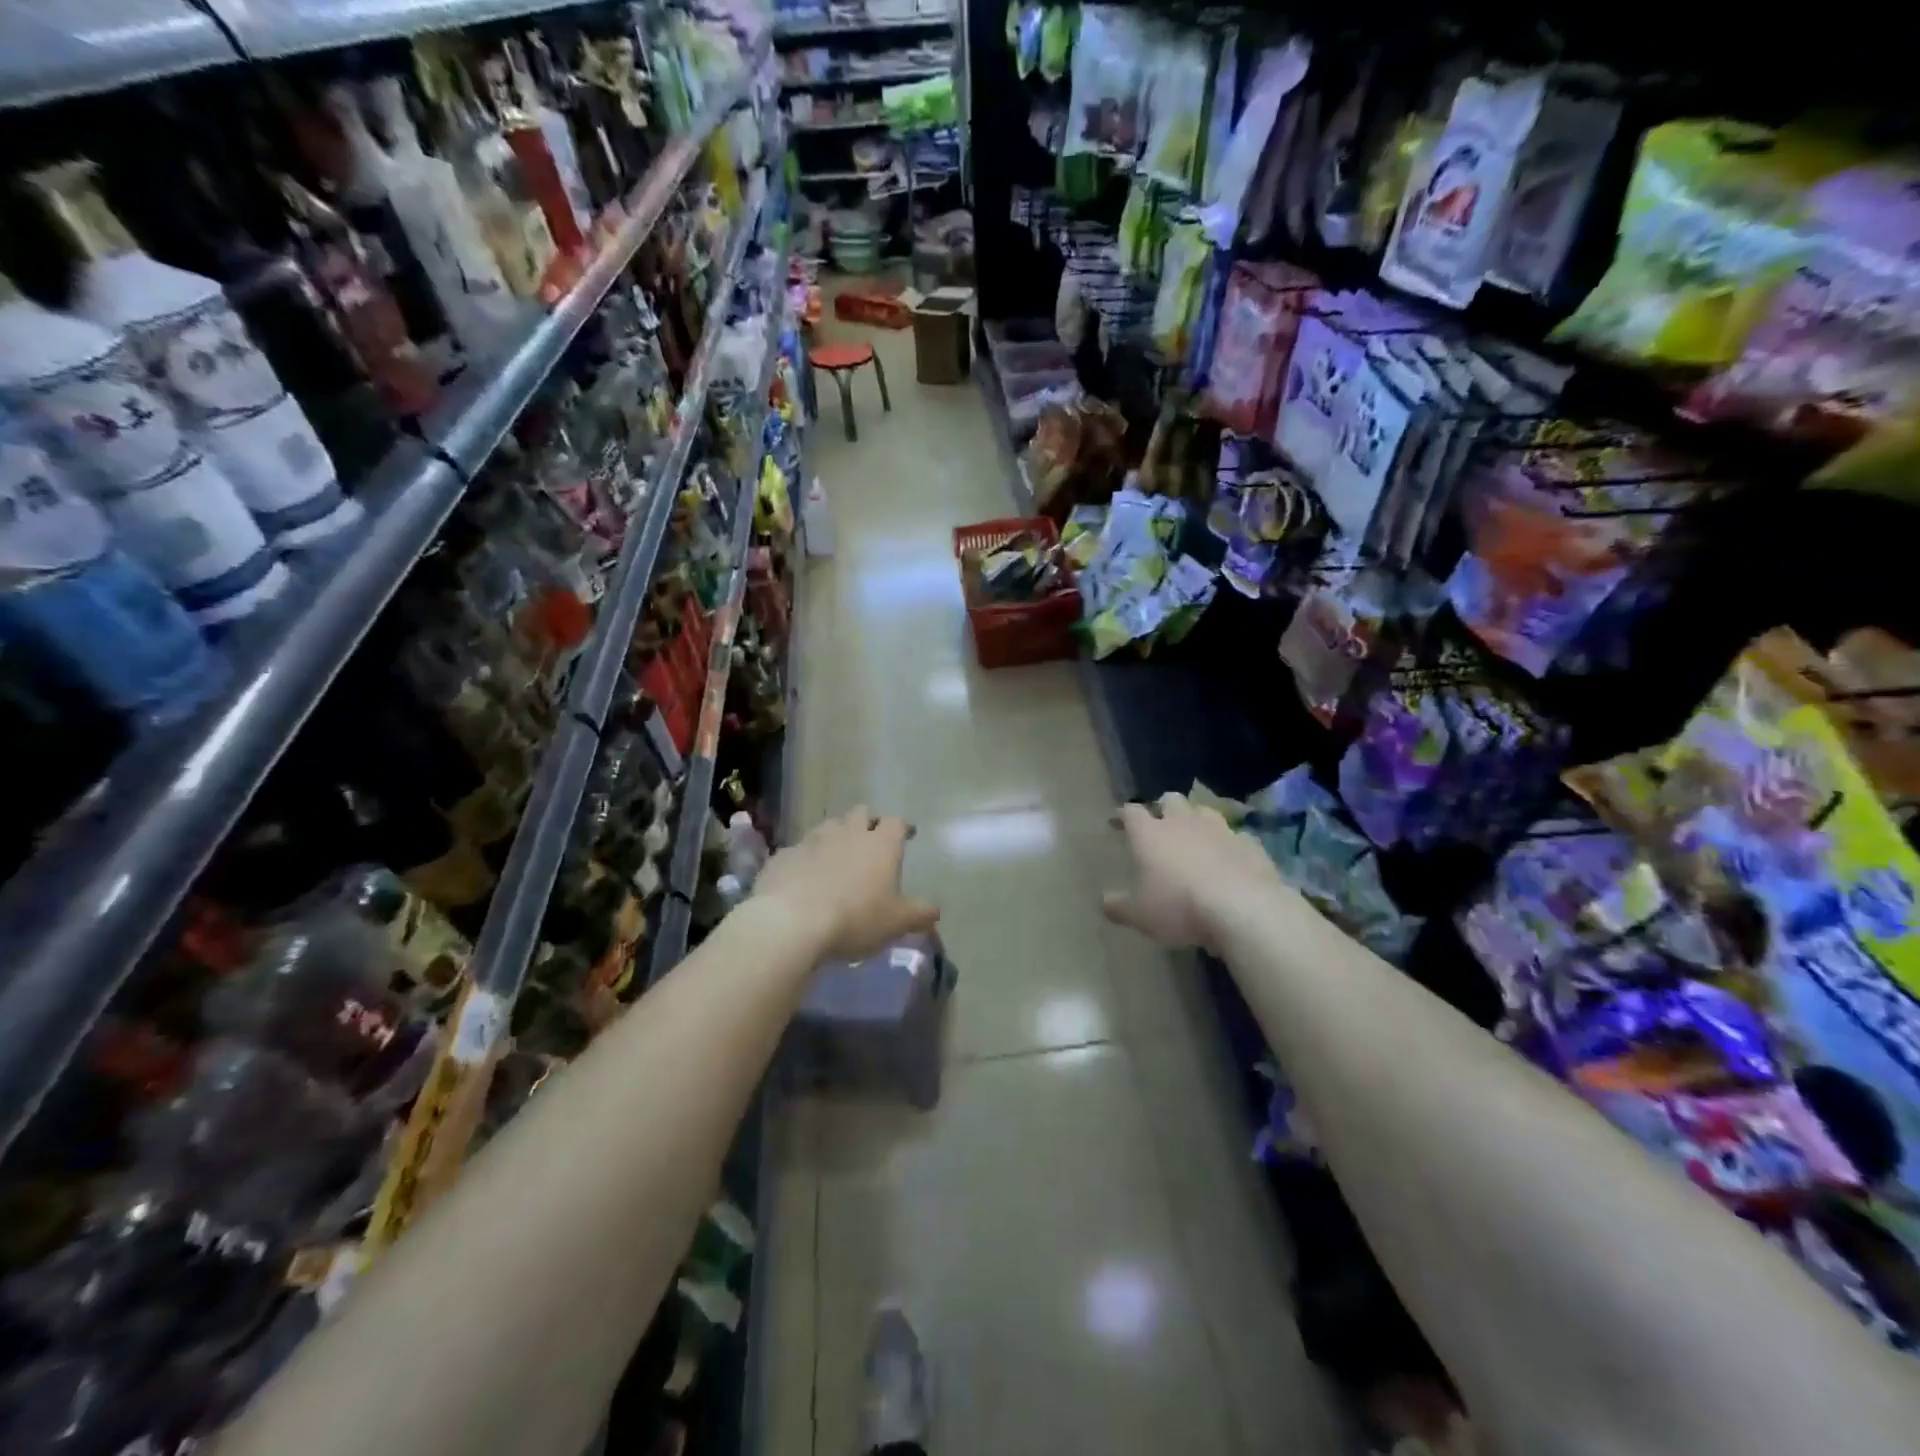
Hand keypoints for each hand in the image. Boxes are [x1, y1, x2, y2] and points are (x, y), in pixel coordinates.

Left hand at [752, 805, 938, 959]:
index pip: (896, 823)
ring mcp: (812, 840)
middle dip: (867, 823)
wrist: (791, 922)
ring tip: (836, 857)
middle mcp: (848, 832)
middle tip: (870, 842)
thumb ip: (919, 915)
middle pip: (861, 813)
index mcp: (880, 844)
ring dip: (835, 836)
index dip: (902, 828)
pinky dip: (805, 858)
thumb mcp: (896, 923)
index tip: (906, 835)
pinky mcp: (783, 855)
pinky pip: (799, 850)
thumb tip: (935, 912)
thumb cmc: (855, 918)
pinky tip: (803, 877)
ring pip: (828, 826)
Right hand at [1101, 792, 1289, 950]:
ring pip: (1205, 811)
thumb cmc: (1179, 907)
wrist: (1243, 908)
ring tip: (1196, 838)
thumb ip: (1119, 907)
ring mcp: (1220, 829)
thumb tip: (1104, 902)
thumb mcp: (1140, 915)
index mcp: (1150, 834)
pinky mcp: (1250, 844)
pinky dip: (1229, 844)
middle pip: (1170, 800)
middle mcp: (1183, 822)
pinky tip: (1230, 859)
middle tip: (1160, 824)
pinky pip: (1237, 836)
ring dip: (1197, 820)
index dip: (1123, 815)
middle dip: (1163, 808)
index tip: (1118, 822)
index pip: (1131, 812)